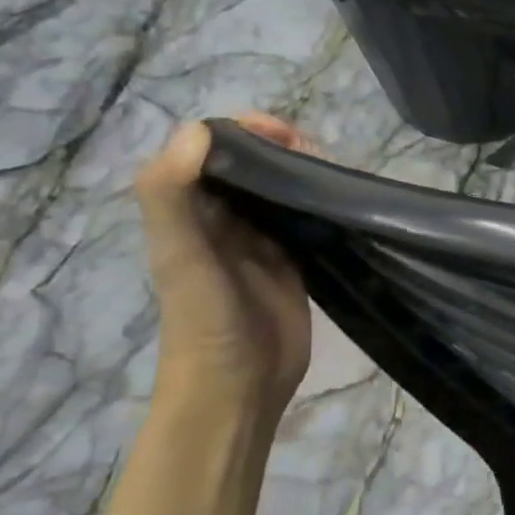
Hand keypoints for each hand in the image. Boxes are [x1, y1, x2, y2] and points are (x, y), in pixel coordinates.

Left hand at [135, 114, 312, 429]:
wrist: (238, 387)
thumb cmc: (204, 321)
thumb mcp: (181, 256)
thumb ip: (173, 193)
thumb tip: (202, 127)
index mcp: (188, 212)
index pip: (209, 150)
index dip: (241, 130)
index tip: (282, 132)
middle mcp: (222, 221)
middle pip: (249, 166)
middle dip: (280, 148)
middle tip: (316, 152)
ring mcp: (260, 243)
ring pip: (279, 190)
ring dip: (302, 172)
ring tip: (333, 170)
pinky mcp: (292, 263)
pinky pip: (304, 220)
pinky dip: (320, 203)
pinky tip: (341, 197)